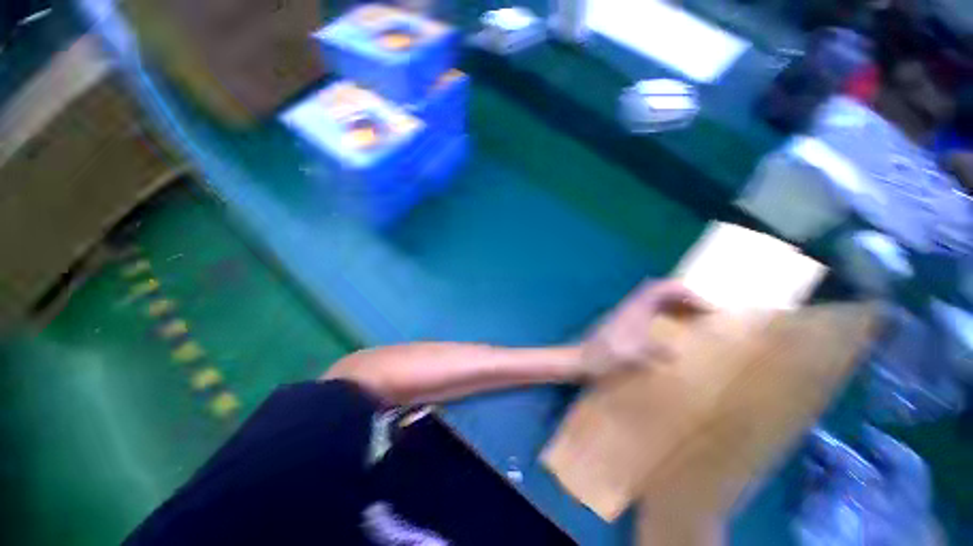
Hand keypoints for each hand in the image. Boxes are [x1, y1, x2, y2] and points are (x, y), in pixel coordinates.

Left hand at [578, 279, 707, 379]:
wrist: (583, 359)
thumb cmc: (606, 358)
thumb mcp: (632, 357)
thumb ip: (654, 351)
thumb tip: (677, 351)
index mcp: (634, 310)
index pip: (661, 288)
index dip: (685, 292)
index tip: (706, 306)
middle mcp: (631, 306)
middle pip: (659, 290)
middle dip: (683, 296)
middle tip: (703, 310)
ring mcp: (627, 312)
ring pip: (654, 299)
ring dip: (674, 303)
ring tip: (693, 316)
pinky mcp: (624, 320)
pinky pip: (649, 309)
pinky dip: (665, 312)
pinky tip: (671, 325)